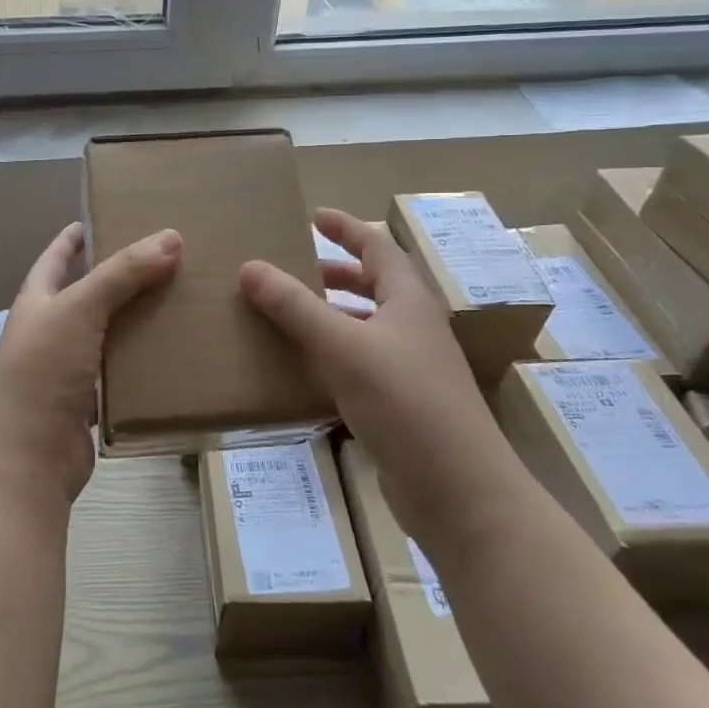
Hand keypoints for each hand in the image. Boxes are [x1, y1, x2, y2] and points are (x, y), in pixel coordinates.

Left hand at [0, 222, 181, 504]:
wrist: (25, 460)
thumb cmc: (41, 372)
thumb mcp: (79, 310)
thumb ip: (122, 273)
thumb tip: (171, 236)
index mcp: (37, 304)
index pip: (55, 259)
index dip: (73, 239)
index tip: (101, 218)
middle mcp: (48, 333)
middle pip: (87, 296)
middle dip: (120, 278)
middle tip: (165, 259)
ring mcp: (67, 372)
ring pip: (108, 336)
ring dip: (136, 321)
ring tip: (180, 300)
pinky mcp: (87, 406)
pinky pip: (120, 376)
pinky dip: (141, 365)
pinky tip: (174, 354)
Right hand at [240, 208, 495, 473]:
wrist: (458, 492)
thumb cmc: (406, 404)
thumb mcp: (344, 347)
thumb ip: (295, 307)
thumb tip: (250, 267)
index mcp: (409, 301)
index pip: (378, 247)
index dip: (347, 228)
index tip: (314, 215)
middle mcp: (413, 328)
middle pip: (373, 285)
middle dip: (334, 272)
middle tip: (292, 267)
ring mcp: (410, 368)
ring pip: (365, 326)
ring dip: (330, 315)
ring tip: (288, 314)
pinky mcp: (401, 405)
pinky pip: (360, 364)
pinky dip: (332, 355)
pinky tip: (303, 368)